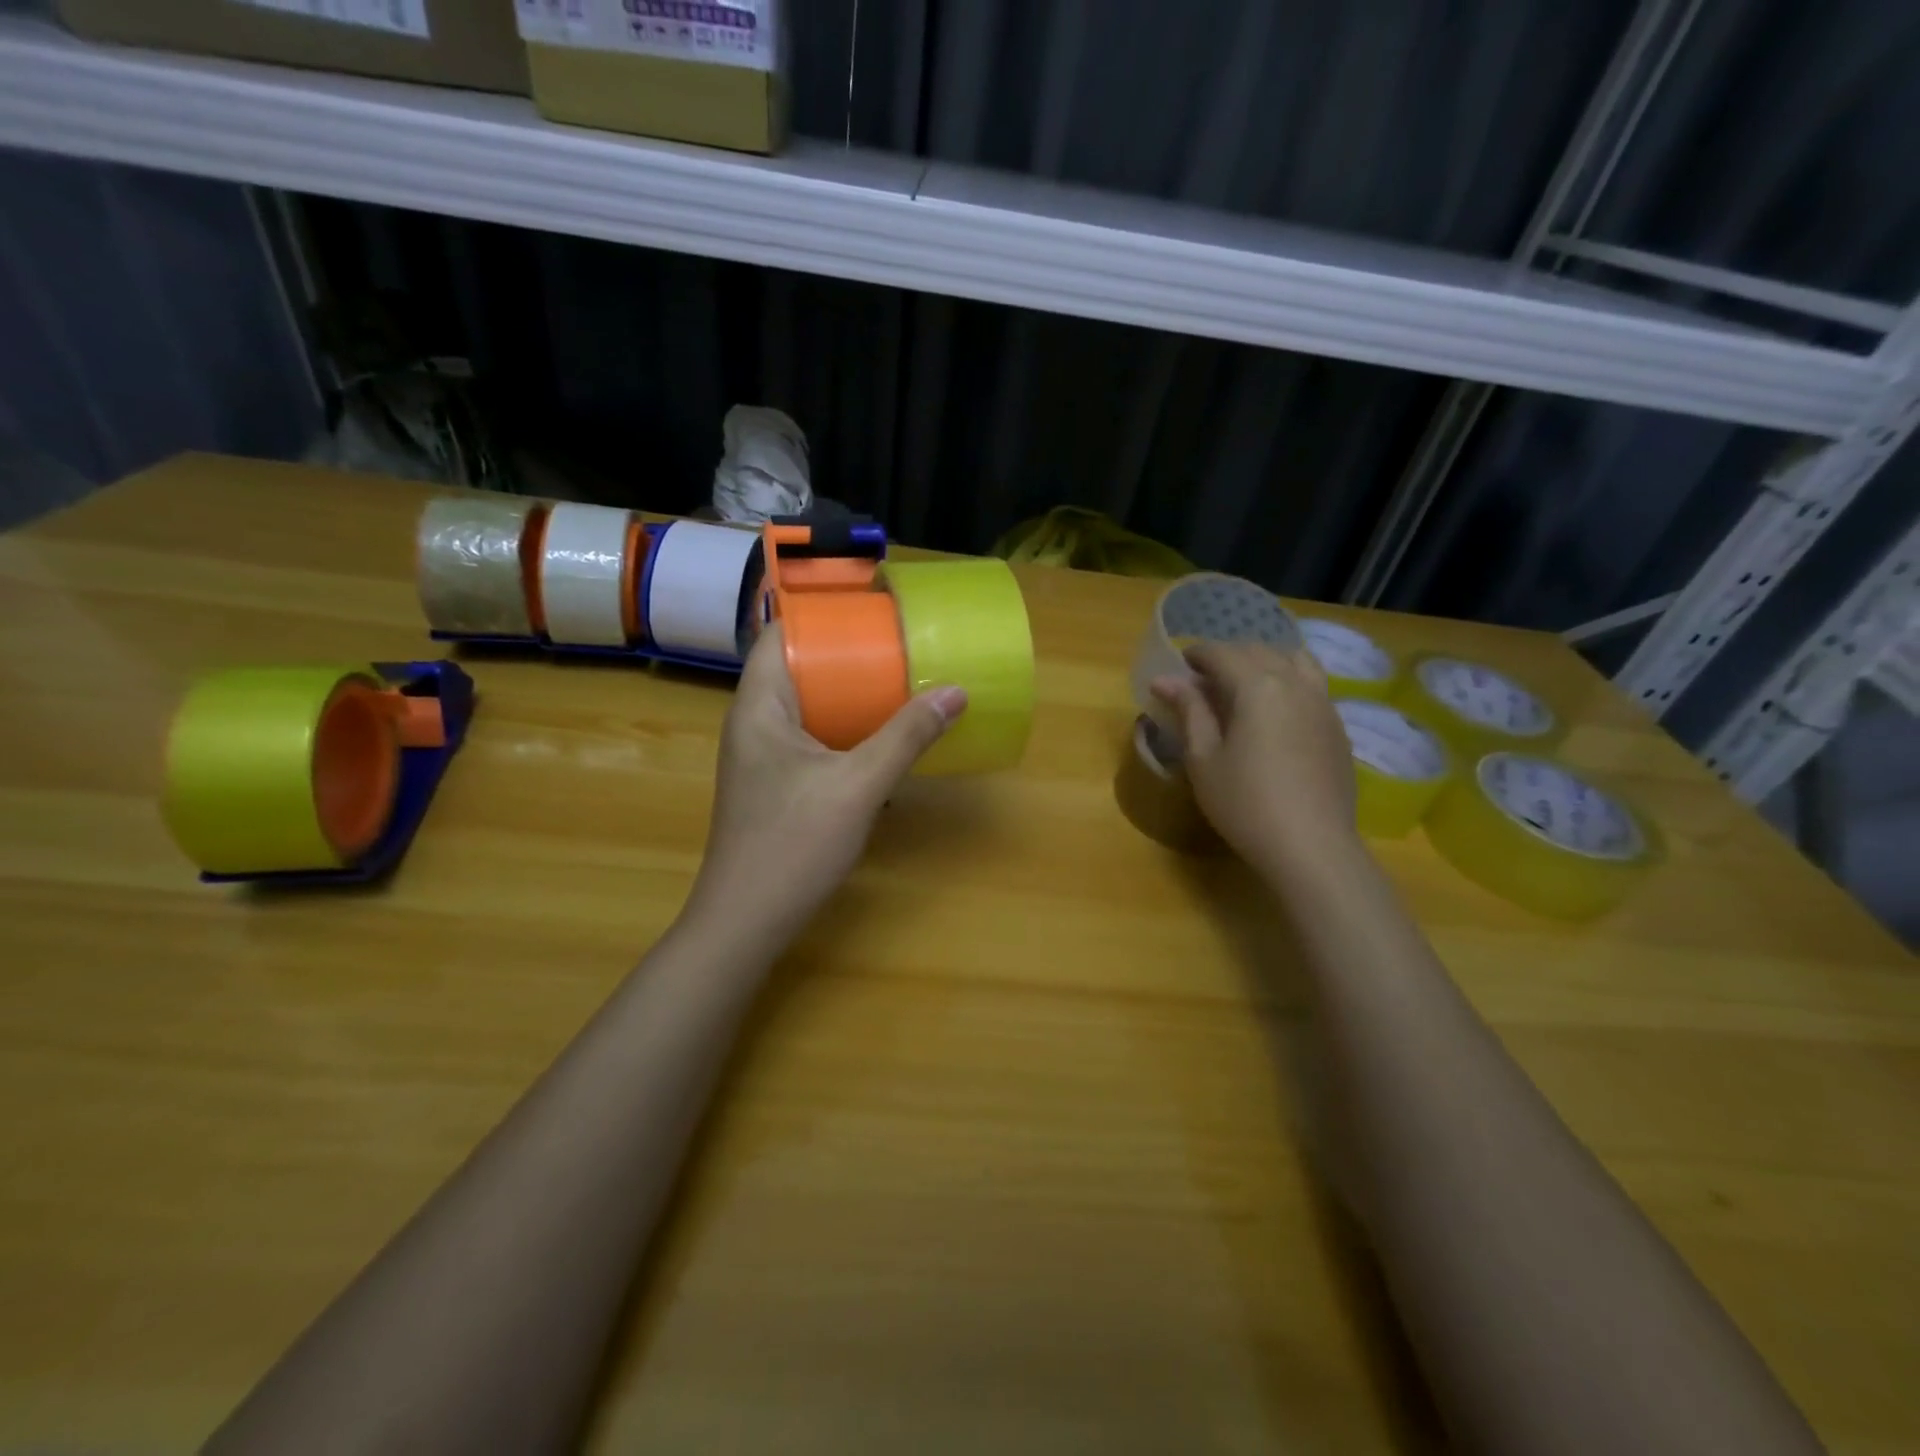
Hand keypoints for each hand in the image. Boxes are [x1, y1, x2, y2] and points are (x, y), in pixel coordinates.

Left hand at [686, 624, 966, 945]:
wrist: (747, 922)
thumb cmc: (793, 844)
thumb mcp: (859, 785)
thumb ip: (907, 737)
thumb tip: (956, 691)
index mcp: (759, 706)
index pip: (781, 635)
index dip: (822, 615)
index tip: (871, 609)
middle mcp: (752, 723)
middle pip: (797, 668)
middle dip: (846, 655)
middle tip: (897, 645)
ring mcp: (760, 758)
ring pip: (806, 708)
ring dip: (847, 695)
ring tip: (896, 683)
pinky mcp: (774, 786)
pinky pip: (811, 739)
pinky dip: (843, 730)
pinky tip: (879, 740)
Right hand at [1150, 642, 1357, 871]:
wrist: (1311, 846)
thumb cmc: (1245, 803)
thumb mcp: (1204, 758)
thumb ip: (1189, 711)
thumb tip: (1166, 680)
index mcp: (1258, 686)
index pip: (1222, 653)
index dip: (1197, 654)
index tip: (1179, 665)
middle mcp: (1295, 683)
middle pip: (1259, 651)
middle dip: (1228, 656)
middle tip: (1204, 679)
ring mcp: (1323, 704)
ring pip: (1295, 660)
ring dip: (1264, 662)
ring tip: (1244, 685)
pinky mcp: (1338, 727)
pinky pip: (1312, 685)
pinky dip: (1289, 681)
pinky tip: (1275, 711)